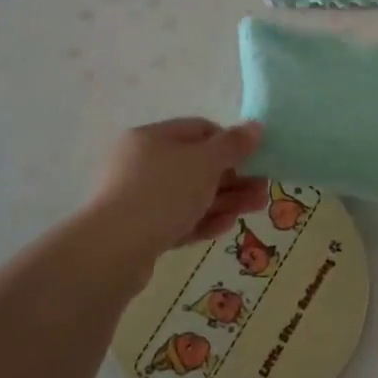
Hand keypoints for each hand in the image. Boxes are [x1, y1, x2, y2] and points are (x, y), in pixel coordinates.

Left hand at [88, 119, 267, 257]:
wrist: (114, 250)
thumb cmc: (163, 192)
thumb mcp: (205, 162)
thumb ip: (233, 144)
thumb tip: (256, 126)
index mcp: (151, 138)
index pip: (198, 130)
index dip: (229, 142)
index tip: (253, 158)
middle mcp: (142, 164)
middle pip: (197, 165)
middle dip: (234, 176)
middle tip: (262, 188)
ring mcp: (140, 199)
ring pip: (191, 195)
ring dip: (226, 199)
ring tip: (257, 206)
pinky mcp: (141, 231)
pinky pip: (179, 220)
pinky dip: (204, 220)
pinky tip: (227, 225)